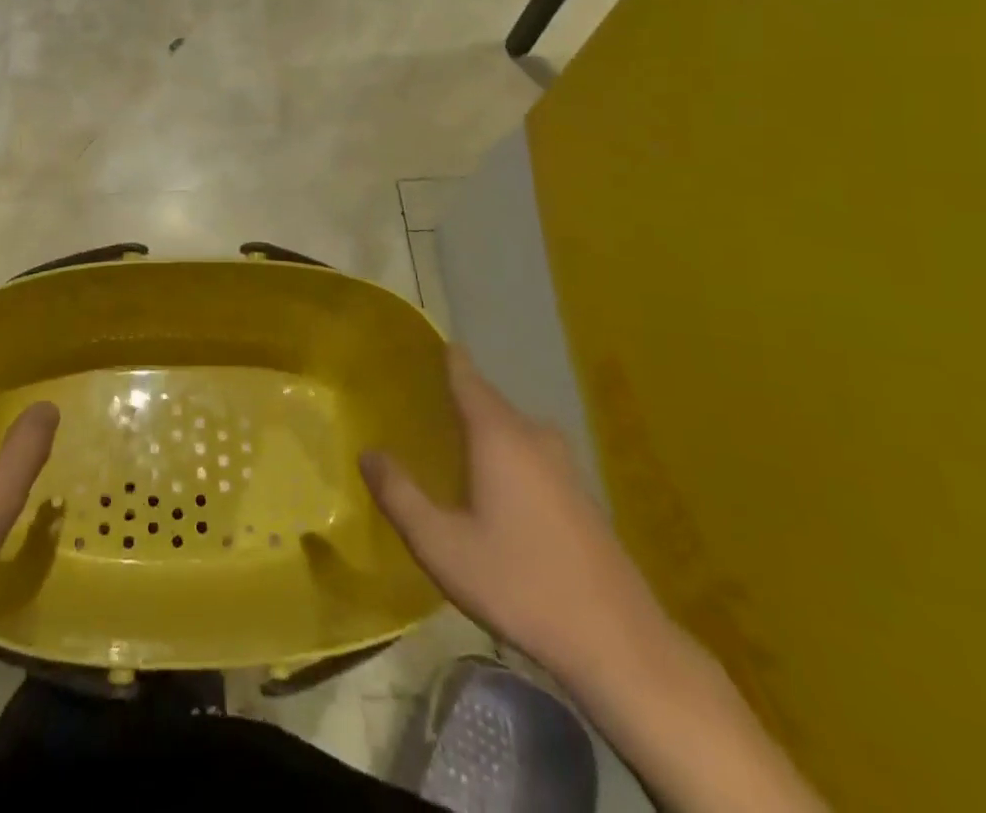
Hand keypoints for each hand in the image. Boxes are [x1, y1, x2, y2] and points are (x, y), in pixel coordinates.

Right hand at [360, 345, 662, 690]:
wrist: (618, 643)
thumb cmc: (520, 584)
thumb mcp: (442, 546)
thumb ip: (400, 496)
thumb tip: (367, 453)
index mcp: (499, 436)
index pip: (468, 379)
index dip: (450, 359)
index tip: (433, 342)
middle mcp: (534, 438)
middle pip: (491, 403)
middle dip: (462, 396)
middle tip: (426, 399)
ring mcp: (565, 466)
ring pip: (515, 431)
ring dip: (487, 428)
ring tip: (455, 440)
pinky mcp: (582, 496)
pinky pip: (533, 455)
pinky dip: (509, 454)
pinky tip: (497, 485)